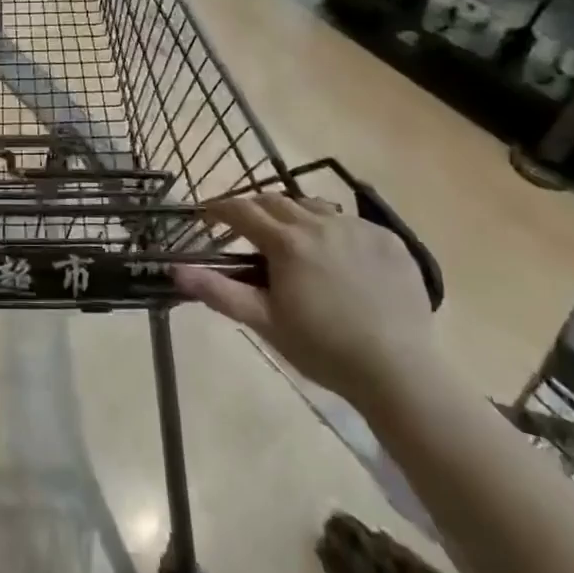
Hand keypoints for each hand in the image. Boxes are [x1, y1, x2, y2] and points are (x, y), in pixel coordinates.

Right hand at [172, 193, 436, 408]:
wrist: (398, 371)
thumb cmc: (322, 349)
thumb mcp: (264, 322)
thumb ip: (218, 291)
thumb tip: (175, 270)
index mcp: (286, 242)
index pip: (242, 210)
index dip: (220, 209)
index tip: (207, 215)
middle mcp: (319, 223)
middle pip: (276, 201)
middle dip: (255, 209)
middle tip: (246, 229)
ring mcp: (357, 228)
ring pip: (314, 206)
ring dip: (294, 215)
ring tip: (292, 239)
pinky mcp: (388, 239)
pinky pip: (351, 222)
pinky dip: (334, 231)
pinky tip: (338, 258)